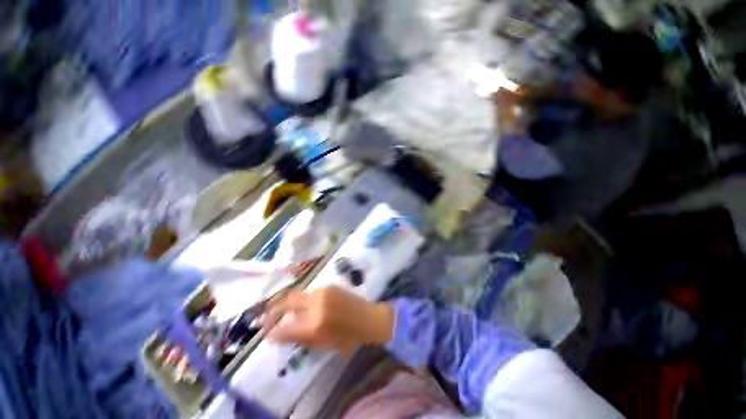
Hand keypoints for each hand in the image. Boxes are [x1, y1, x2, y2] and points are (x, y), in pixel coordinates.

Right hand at [265, 287, 394, 355]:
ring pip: (297, 295)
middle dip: (274, 308)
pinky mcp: (328, 286)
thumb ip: (301, 337)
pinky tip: (300, 305)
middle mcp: (317, 304)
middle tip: (265, 315)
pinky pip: (309, 292)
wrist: (369, 318)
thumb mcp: (323, 344)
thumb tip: (281, 333)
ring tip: (280, 309)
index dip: (272, 332)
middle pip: (288, 302)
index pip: (285, 328)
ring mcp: (323, 292)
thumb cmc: (349, 337)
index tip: (266, 333)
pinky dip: (301, 299)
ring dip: (287, 302)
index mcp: (315, 324)